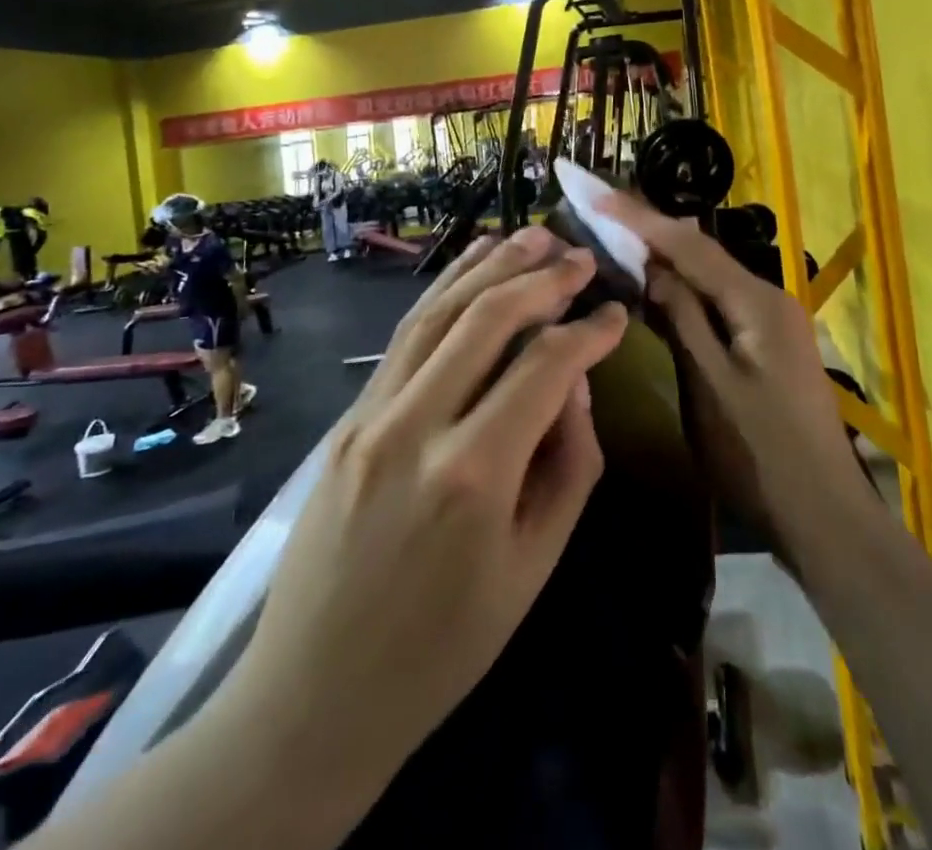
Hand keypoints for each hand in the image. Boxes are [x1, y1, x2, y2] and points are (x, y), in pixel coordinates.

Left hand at [224, 227, 626, 834]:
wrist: (313, 696)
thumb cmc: (443, 648)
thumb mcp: (533, 568)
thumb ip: (568, 464)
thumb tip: (575, 384)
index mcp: (472, 475)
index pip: (544, 368)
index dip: (589, 332)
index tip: (618, 314)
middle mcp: (415, 426)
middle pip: (486, 319)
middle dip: (541, 277)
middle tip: (581, 256)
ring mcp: (369, 415)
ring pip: (437, 312)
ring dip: (488, 266)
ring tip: (531, 236)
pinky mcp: (346, 418)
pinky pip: (404, 338)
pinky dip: (442, 294)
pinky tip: (469, 271)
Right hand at [596, 189, 868, 561]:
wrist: (824, 516)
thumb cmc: (760, 455)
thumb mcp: (709, 385)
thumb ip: (681, 318)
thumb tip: (650, 266)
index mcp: (756, 300)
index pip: (688, 244)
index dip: (639, 217)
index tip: (596, 193)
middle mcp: (767, 296)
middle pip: (700, 251)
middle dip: (649, 229)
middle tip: (600, 208)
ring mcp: (770, 320)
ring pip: (708, 274)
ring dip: (664, 256)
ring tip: (616, 236)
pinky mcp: (766, 342)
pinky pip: (716, 300)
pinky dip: (682, 288)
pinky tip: (655, 286)